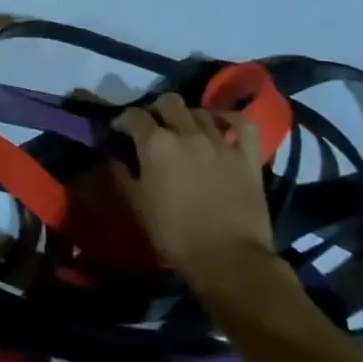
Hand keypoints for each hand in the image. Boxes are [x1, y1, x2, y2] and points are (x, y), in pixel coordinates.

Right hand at [111, 92, 271, 278]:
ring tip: (184, 131)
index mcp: (155, 144)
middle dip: (156, 110)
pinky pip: (242, 124)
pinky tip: (221, 124)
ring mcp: (220, 142)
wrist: (229, 259)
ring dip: (187, 117)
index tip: (119, 131)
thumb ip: (123, 175)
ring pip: (200, 111)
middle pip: (168, 102)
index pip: (133, 116)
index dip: (123, 120)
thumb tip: (115, 157)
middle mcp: (186, 133)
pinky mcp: (247, 156)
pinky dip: (230, 119)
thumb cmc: (175, 235)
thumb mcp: (137, 206)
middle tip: (152, 127)